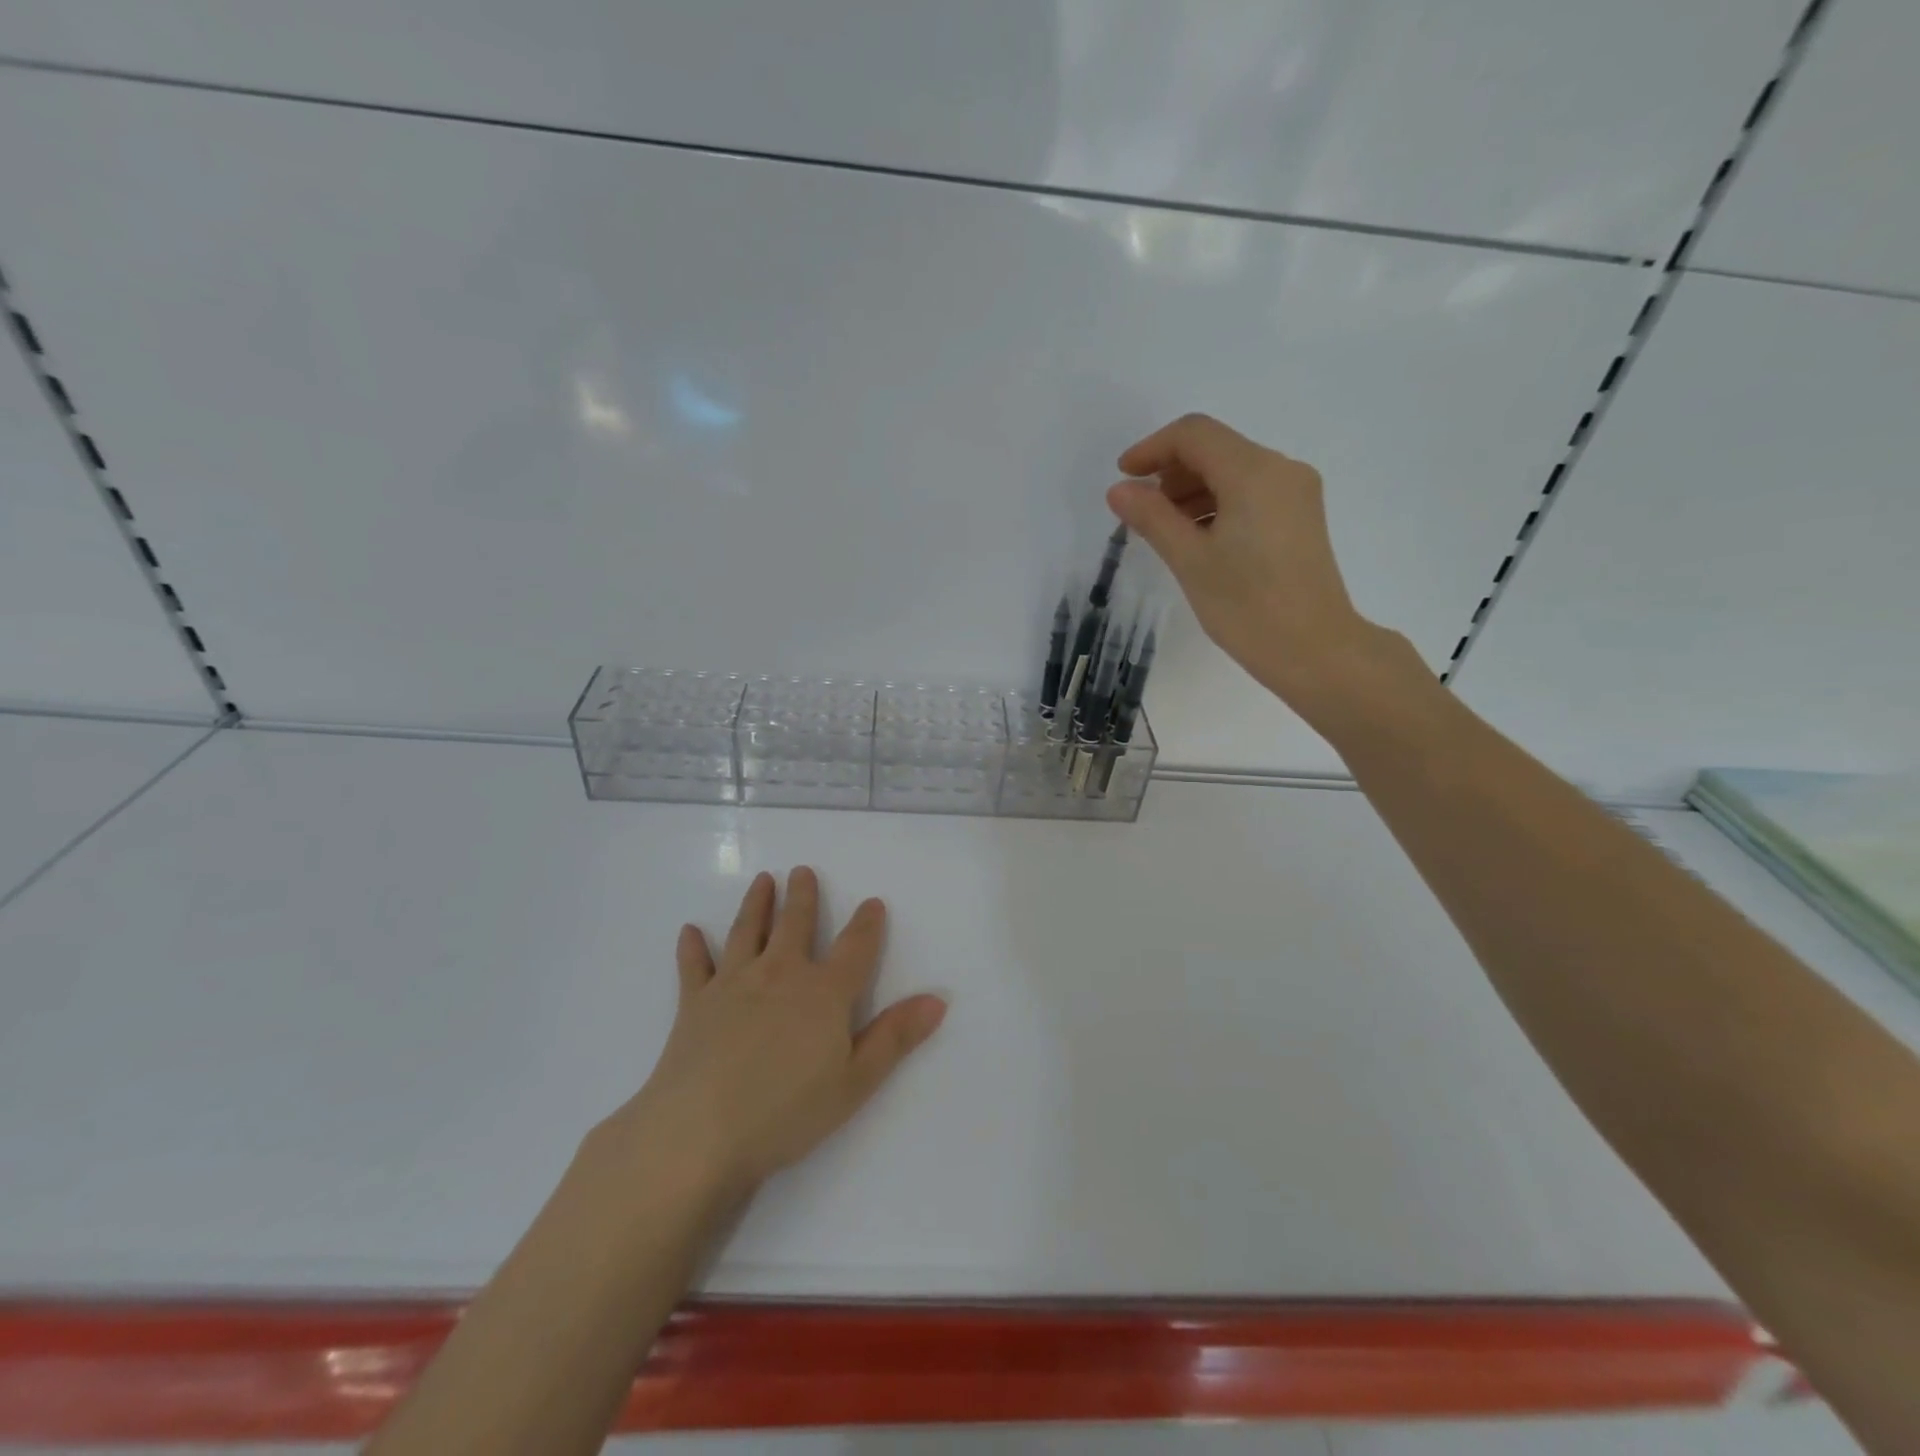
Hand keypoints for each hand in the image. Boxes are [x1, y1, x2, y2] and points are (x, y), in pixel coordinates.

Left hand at [597, 867, 946, 1201]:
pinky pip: (695, 966)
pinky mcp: (695, 1002)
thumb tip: (938, 999)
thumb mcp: (855, 1082)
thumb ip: (895, 1037)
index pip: (854, 948)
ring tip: (763, 880)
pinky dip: (692, 947)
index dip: (867, 924)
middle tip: (802, 871)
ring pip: (748, 931)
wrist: (700, 1132)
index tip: (872, 902)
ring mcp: (733, 983)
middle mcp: (780, 974)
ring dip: (757, 904)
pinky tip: (689, 931)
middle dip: (802, 896)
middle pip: (795, 925)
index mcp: (824, 992)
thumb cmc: (786, 1112)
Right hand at [1106, 413, 1418, 726]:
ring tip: (1165, 530)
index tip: (1123, 479)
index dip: (1152, 449)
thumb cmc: (1247, 607)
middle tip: (1141, 512)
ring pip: (1233, 470)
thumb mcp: (1190, 560)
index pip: (1194, 435)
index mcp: (1254, 472)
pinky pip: (1250, 492)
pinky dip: (1217, 504)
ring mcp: (1296, 492)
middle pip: (1215, 448)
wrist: (1314, 650)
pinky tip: (1198, 538)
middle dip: (1171, 472)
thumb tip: (1119, 490)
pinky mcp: (1300, 516)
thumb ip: (1152, 518)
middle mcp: (1281, 469)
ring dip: (1192, 490)